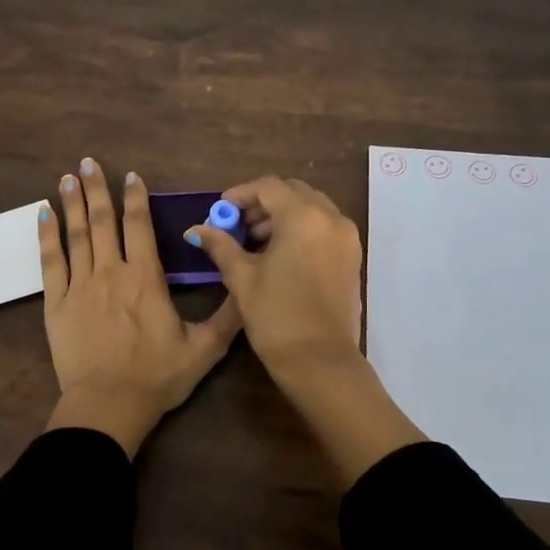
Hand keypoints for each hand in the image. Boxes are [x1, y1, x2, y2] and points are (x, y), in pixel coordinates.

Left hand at [39, 158, 241, 455]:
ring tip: (66, 178)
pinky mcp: (56, 304)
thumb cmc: (157, 377)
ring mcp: (79, 286)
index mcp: (145, 279)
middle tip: (87, 162)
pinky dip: (46, 236)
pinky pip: (50, 262)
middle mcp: (110, 273)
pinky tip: (43, 215)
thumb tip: (247, 286)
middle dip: (97, 189)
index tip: (130, 175)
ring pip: (76, 235)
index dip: (135, 198)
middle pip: (103, 222)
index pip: (139, 227)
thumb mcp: (204, 349)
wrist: (108, 406)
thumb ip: (227, 316)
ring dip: (72, 204)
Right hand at [188, 175, 423, 484]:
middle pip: (293, 193)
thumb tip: (197, 229)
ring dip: (282, 216)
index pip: (269, 187)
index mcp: (304, 217)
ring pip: (311, 209)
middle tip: (237, 225)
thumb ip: (220, 246)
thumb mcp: (242, 278)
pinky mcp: (352, 258)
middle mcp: (331, 218)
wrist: (321, 361)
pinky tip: (279, 255)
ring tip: (254, 242)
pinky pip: (324, 228)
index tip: (220, 210)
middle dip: (262, 203)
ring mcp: (347, 238)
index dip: (240, 194)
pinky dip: (301, 230)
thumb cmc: (276, 316)